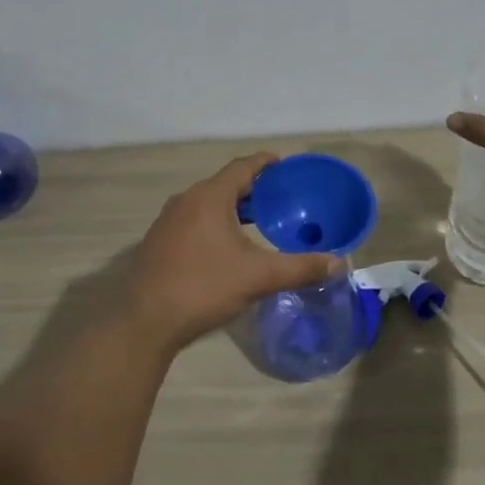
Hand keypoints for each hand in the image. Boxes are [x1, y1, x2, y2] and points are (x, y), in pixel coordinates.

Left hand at [124, 153, 344, 353]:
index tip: (284, 165)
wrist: (145, 320)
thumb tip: (339, 263)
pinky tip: (225, 247)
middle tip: (278, 198)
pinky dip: (213, 224)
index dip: (265, 163)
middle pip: (224, 184)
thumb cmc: (204, 287)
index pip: (242, 167)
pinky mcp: (158, 243)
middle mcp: (185, 201)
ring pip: (206, 204)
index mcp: (209, 197)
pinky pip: (192, 221)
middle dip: (251, 189)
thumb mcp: (258, 277)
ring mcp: (167, 222)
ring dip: (231, 208)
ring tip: (256, 221)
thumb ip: (300, 268)